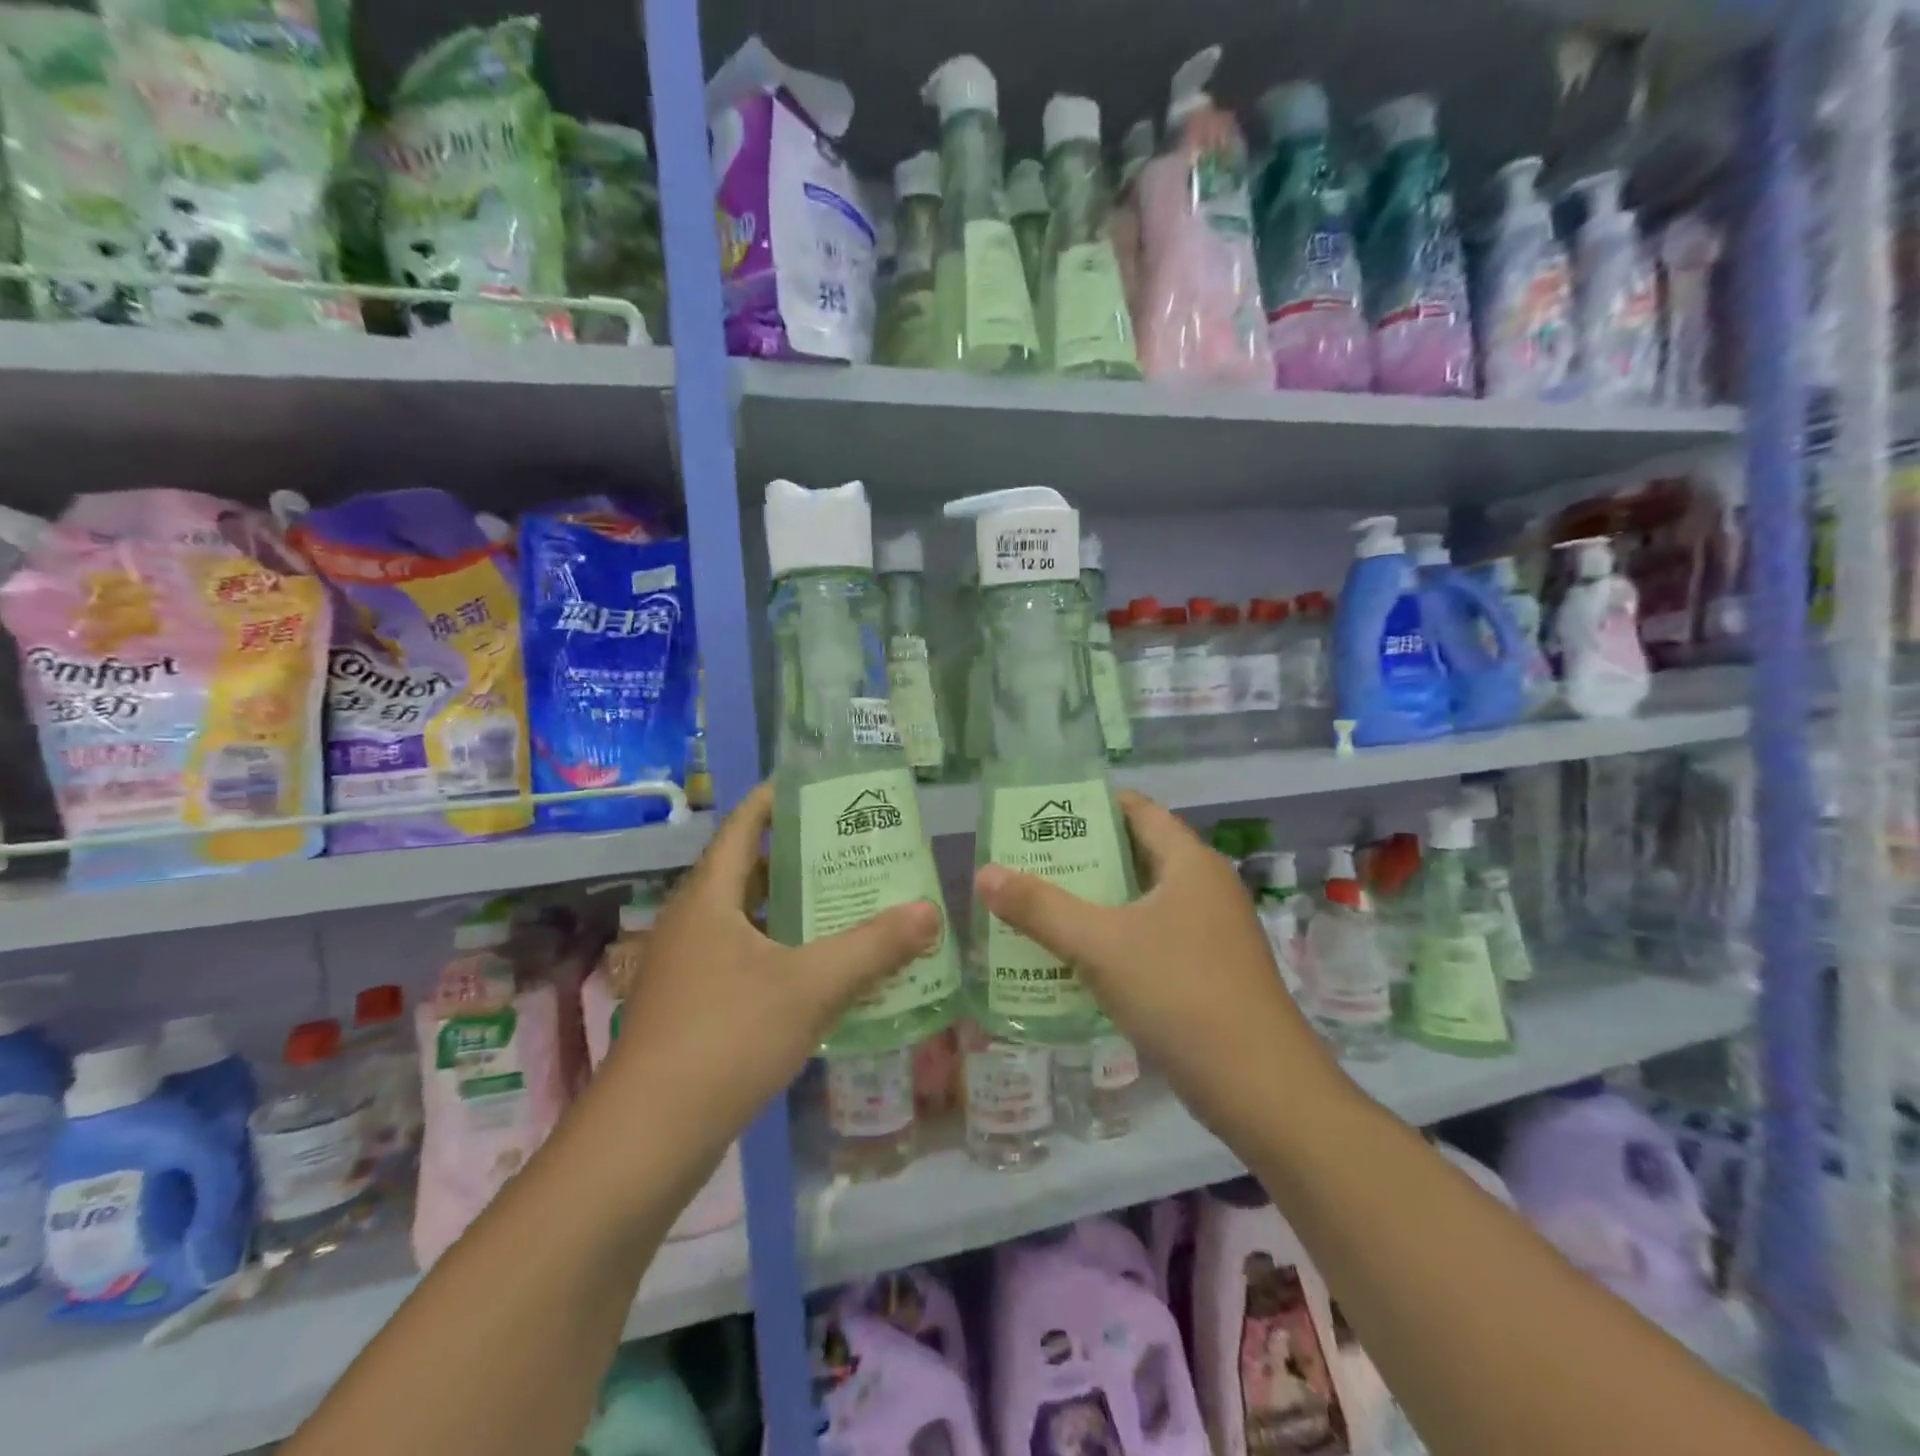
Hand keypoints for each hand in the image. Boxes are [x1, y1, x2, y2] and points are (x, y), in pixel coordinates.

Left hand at [602, 782, 940, 1143]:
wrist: (649, 1138)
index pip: (744, 826)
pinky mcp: (696, 1007)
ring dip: (797, 911)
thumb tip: (930, 911)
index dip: (776, 799)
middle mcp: (695, 922)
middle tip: (856, 850)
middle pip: (752, 871)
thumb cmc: (727, 1038)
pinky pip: (748, 959)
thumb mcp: (811, 986)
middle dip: (802, 857)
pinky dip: (786, 953)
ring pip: (752, 920)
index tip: (820, 787)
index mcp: (711, 897)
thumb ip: (873, 947)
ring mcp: (691, 967)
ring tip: (852, 903)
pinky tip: (826, 971)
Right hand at [974, 791, 1332, 1131]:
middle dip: (1083, 857)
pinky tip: (1076, 958)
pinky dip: (1114, 938)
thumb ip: (1040, 908)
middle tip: (1028, 861)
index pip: (1138, 810)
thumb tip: (985, 873)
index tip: (1043, 812)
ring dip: (1095, 902)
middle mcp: (1205, 889)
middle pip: (1136, 854)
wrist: (1259, 1088)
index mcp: (1190, 864)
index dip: (1092, 805)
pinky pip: (1151, 939)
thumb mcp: (1100, 945)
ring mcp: (1211, 934)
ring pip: (1142, 902)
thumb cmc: (1180, 993)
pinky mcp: (1208, 973)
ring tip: (1040, 905)